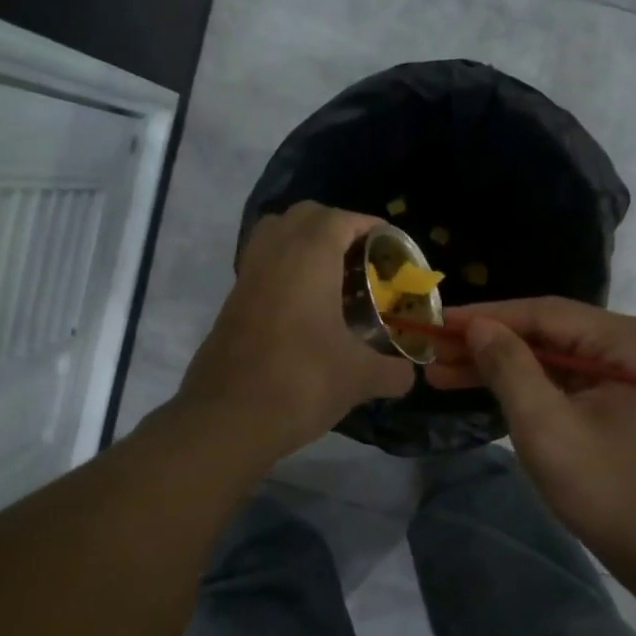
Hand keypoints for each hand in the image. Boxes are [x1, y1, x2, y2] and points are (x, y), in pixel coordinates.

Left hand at [178, 203, 414, 459]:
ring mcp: (247, 278)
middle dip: (335, 227)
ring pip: (274, 236)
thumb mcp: (359, 378)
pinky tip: (306, 308)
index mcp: (308, 258)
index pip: (340, 219)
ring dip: (304, 244)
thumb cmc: (301, 382)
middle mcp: (274, 255)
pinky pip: (261, 267)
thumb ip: (393, 372)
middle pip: (304, 217)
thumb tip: (409, 377)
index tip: (390, 243)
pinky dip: (285, 271)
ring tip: (333, 277)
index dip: (368, 225)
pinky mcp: (231, 303)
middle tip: (362, 258)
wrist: (227, 419)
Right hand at [426, 297, 635, 577]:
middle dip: (488, 345)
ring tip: (442, 371)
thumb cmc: (609, 489)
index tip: (436, 320)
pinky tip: (482, 386)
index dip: (486, 317)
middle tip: (432, 351)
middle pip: (550, 333)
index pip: (546, 313)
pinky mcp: (625, 399)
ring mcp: (635, 373)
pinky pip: (567, 380)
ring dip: (500, 366)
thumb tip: (476, 326)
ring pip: (554, 357)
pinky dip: (526, 386)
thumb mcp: (547, 426)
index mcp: (634, 341)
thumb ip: (509, 367)